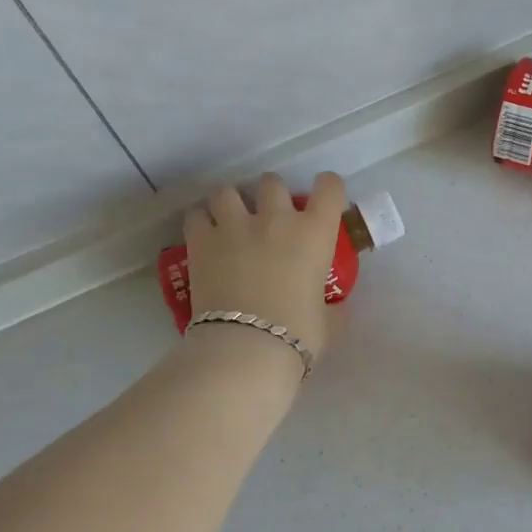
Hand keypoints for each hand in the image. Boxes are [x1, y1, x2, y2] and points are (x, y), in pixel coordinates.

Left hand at [184, 171, 348, 359]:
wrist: (246, 349)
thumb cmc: (297, 335)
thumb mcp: (328, 322)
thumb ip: (332, 308)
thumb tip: (335, 309)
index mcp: (315, 232)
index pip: (329, 187)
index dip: (327, 188)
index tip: (323, 202)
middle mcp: (276, 218)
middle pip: (272, 182)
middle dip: (271, 196)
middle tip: (268, 218)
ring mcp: (235, 225)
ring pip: (227, 190)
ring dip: (230, 203)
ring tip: (229, 221)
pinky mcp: (201, 240)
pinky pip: (196, 214)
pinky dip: (200, 222)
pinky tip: (203, 237)